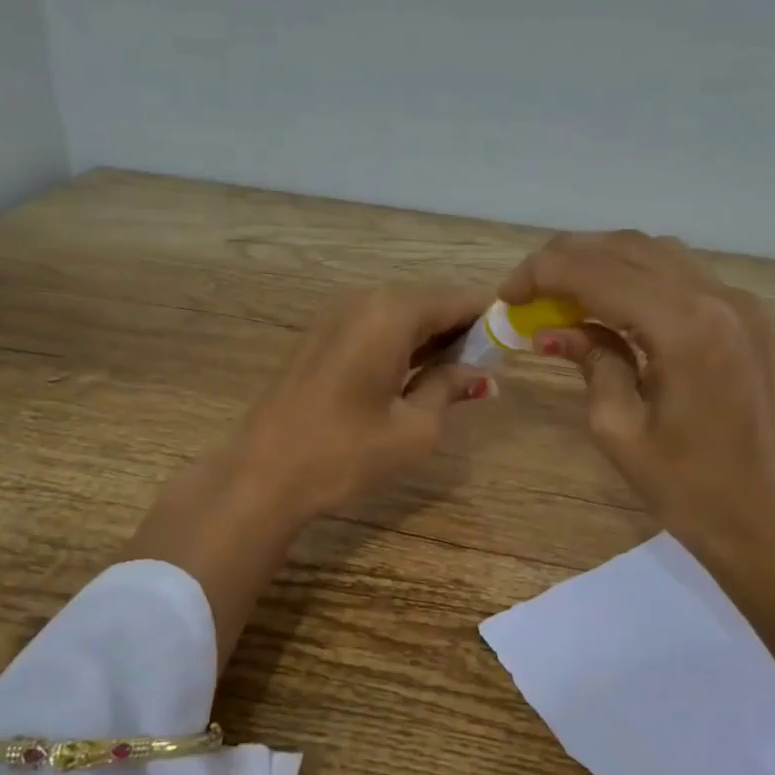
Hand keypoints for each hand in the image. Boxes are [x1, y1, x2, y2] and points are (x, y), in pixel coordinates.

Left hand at [125, 284, 493, 666]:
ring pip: (400, 315)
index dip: (489, 319)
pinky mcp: (319, 337)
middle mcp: (363, 300)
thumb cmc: (345, 452)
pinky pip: (374, 328)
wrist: (262, 475)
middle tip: (485, 367)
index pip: (457, 300)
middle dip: (460, 330)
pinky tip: (413, 377)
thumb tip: (480, 374)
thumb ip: (450, 388)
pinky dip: (401, 345)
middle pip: (428, 302)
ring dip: (431, 339)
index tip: (511, 343)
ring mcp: (335, 316)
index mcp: (392, 312)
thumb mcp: (414, 428)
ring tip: (455, 376)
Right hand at [501, 233, 774, 683]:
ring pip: (656, 252)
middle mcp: (718, 298)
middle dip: (568, 259)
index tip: (507, 294)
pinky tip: (609, 302)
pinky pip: (682, 274)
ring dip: (602, 261)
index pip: (599, 273)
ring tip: (561, 292)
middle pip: (627, 249)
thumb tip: (552, 329)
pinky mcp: (748, 316)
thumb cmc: (685, 488)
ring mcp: (740, 303)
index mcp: (685, 328)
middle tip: (527, 289)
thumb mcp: (618, 429)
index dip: (544, 273)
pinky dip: (637, 276)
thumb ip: (590, 361)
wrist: (762, 516)